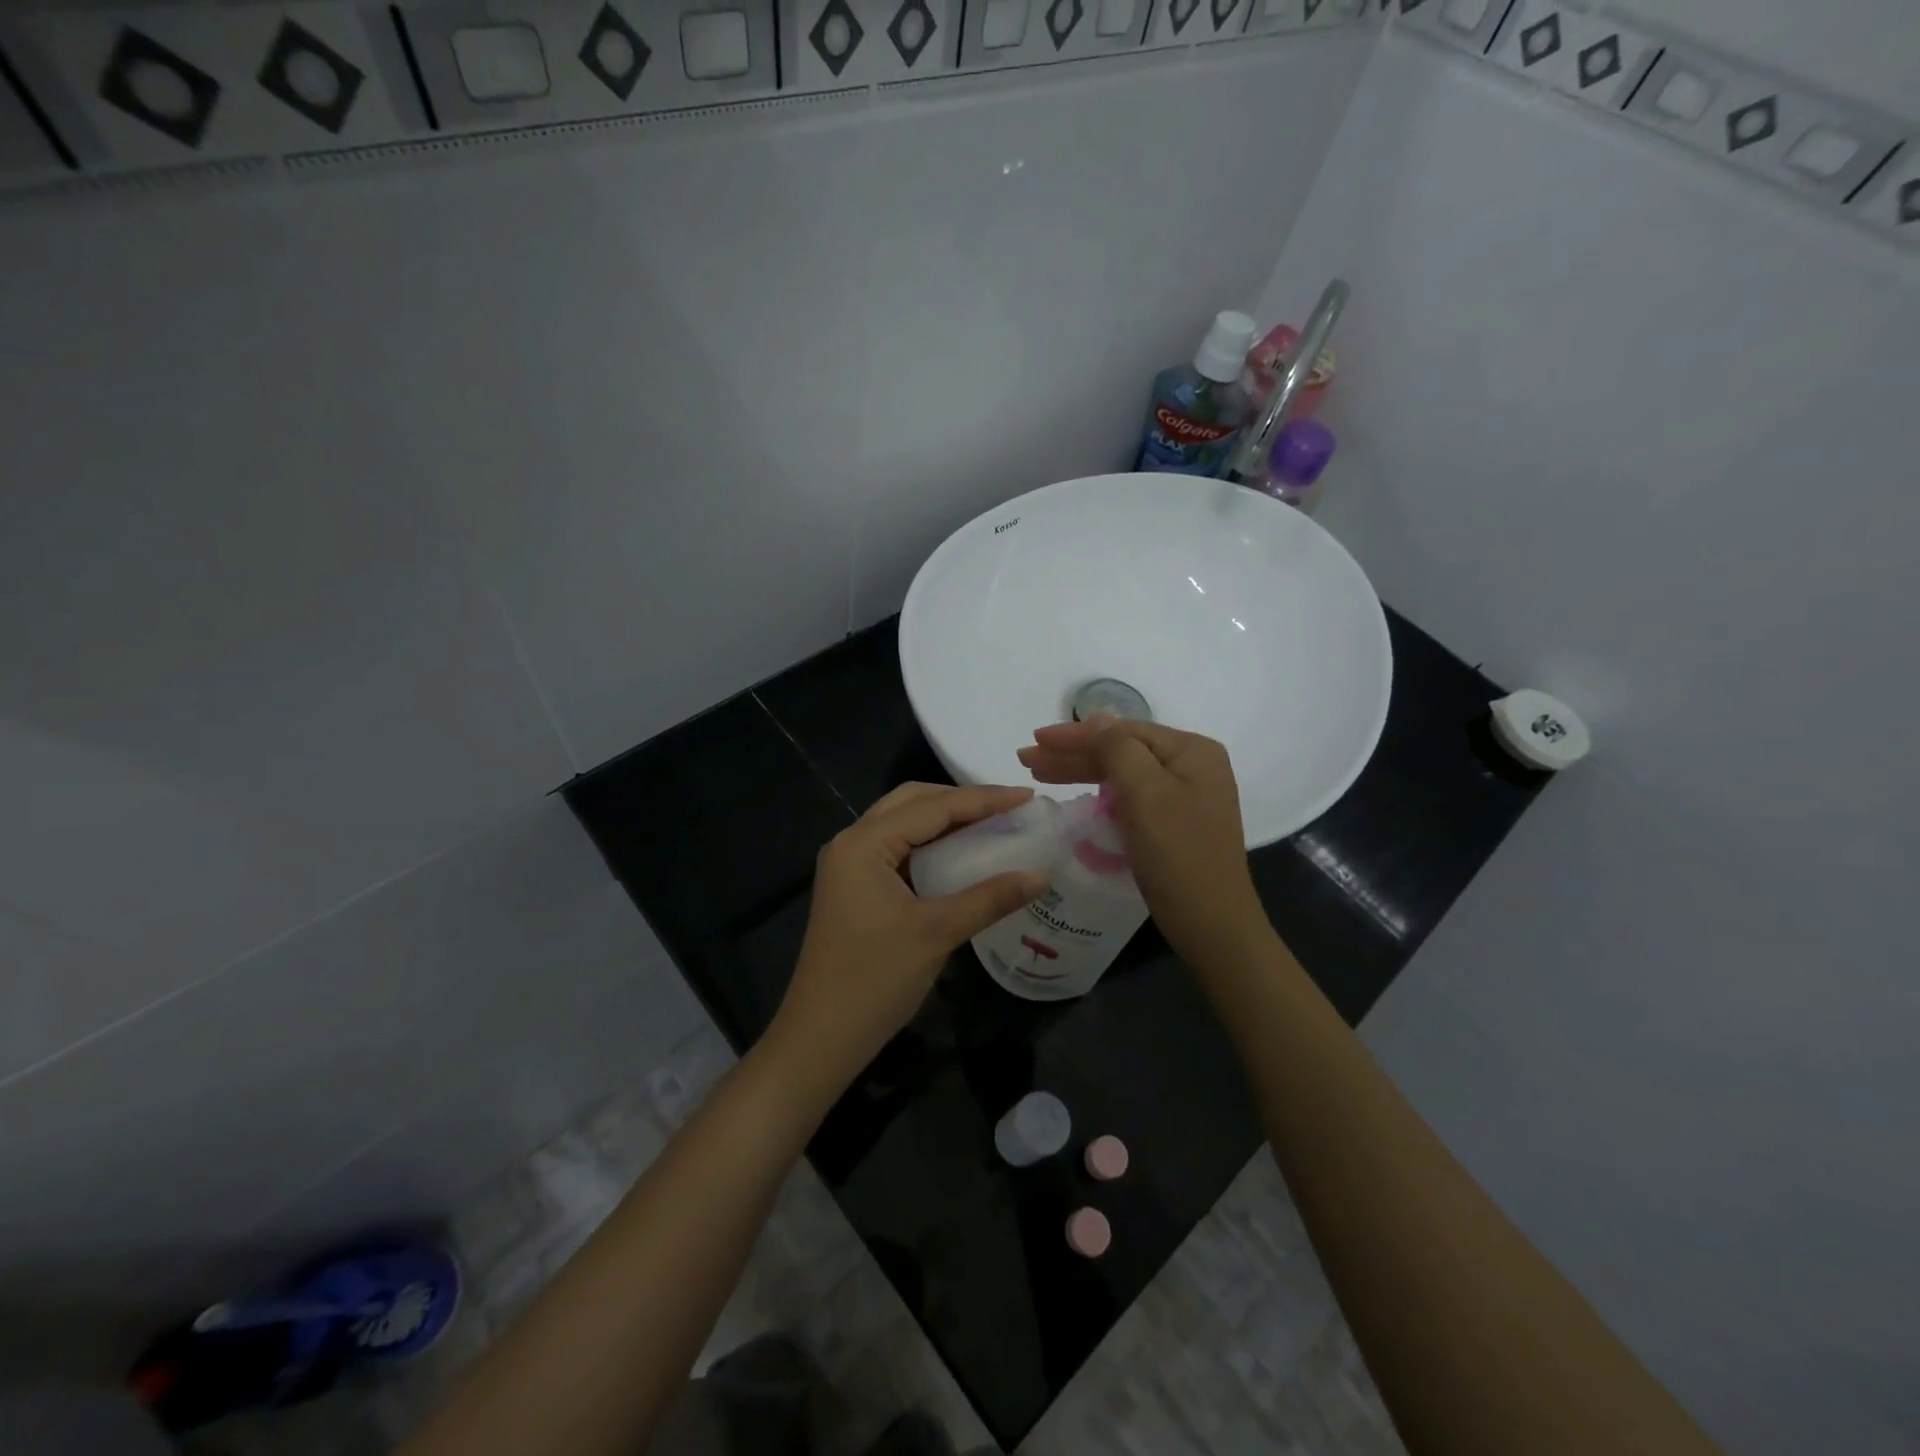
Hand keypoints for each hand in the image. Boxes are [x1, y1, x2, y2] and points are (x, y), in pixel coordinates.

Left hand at [772, 783, 1048, 1085]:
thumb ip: (990, 898)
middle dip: (961, 801)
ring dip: (945, 820)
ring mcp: (849, 866)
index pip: (932, 807)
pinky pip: (898, 850)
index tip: (1028, 796)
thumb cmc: (875, 980)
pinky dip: (931, 845)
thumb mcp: (938, 933)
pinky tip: (961, 856)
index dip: (983, 799)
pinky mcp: (854, 888)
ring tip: (992, 824)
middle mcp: (852, 843)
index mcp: (864, 843)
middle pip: (912, 802)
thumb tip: (1042, 875)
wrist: (821, 1038)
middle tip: (1008, 808)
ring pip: (904, 824)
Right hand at [1018, 719, 1266, 963]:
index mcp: (1192, 751)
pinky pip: (1130, 797)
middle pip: (1122, 750)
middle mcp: (1191, 766)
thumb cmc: (1180, 855)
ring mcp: (1184, 796)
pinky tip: (1077, 795)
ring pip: (1123, 774)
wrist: (1213, 926)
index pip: (1123, 731)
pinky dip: (1101, 794)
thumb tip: (1095, 716)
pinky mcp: (1174, 822)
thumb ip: (1118, 748)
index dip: (1076, 734)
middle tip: (1027, 760)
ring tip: (1038, 774)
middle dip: (1073, 754)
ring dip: (1081, 772)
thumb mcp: (1146, 794)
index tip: (1035, 740)